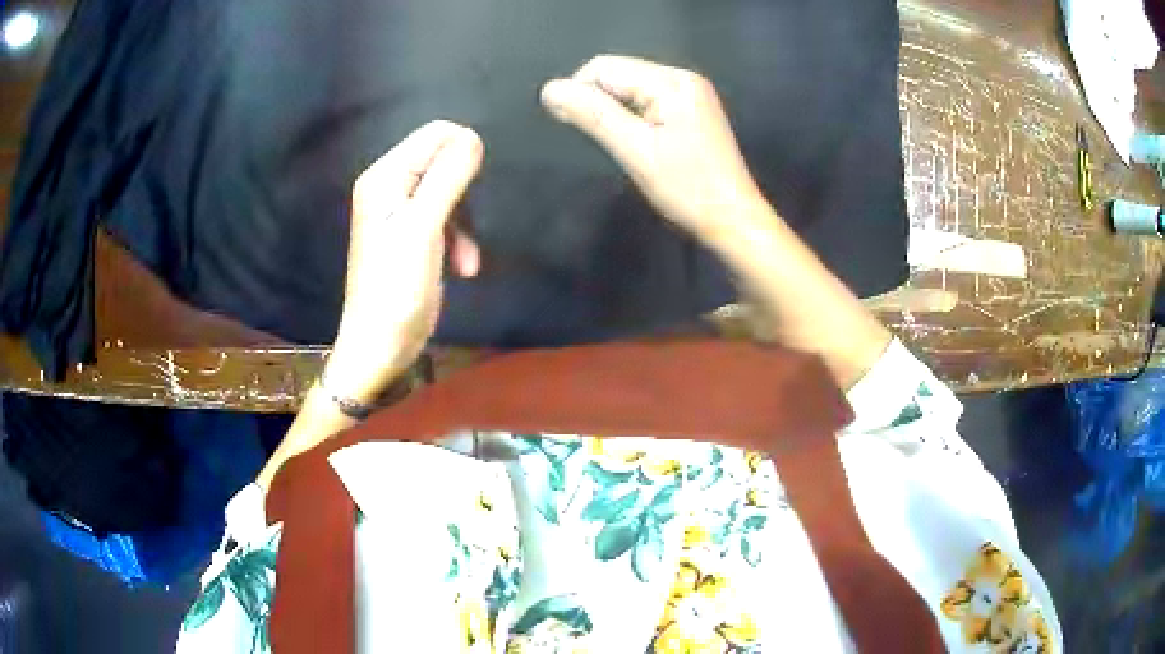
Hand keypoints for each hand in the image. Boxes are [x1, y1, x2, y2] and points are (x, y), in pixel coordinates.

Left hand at [324, 121, 483, 403]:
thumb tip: (473, 137)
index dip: (462, 152)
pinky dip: (460, 239)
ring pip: (452, 190)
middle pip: (444, 160)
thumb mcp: (422, 229)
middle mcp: (391, 187)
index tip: (474, 188)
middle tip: (466, 225)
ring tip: (467, 257)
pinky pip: (449, 217)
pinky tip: (465, 267)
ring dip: (466, 221)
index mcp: (385, 177)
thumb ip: (447, 178)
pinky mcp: (414, 235)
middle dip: (466, 191)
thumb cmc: (395, 288)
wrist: (381, 346)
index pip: (434, 134)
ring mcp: (402, 212)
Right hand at [540, 55, 764, 245]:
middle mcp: (683, 78)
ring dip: (614, 110)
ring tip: (620, 144)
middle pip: (619, 74)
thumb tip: (549, 89)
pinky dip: (632, 117)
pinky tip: (637, 141)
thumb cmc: (687, 188)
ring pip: (631, 88)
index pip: (604, 67)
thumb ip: (592, 114)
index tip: (574, 128)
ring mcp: (691, 93)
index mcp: (672, 82)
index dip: (579, 92)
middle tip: (599, 140)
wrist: (734, 220)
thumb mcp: (635, 150)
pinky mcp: (693, 111)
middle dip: (598, 101)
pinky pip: (648, 101)